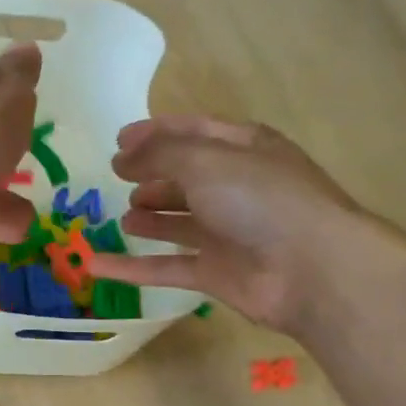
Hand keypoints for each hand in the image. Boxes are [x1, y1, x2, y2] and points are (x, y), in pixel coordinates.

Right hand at [85, 115, 377, 332]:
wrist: (310, 268)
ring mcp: (227, 232)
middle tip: (117, 178)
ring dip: (150, 217)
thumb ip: (159, 155)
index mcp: (243, 149)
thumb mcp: (206, 161)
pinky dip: (132, 266)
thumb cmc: (260, 200)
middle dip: (152, 176)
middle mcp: (236, 188)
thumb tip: (121, 158)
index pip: (194, 132)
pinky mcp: (215, 272)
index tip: (118, 140)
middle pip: (186, 177)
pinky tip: (96, 265)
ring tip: (121, 216)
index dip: (156, 133)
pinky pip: (165, 267)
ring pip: (178, 222)